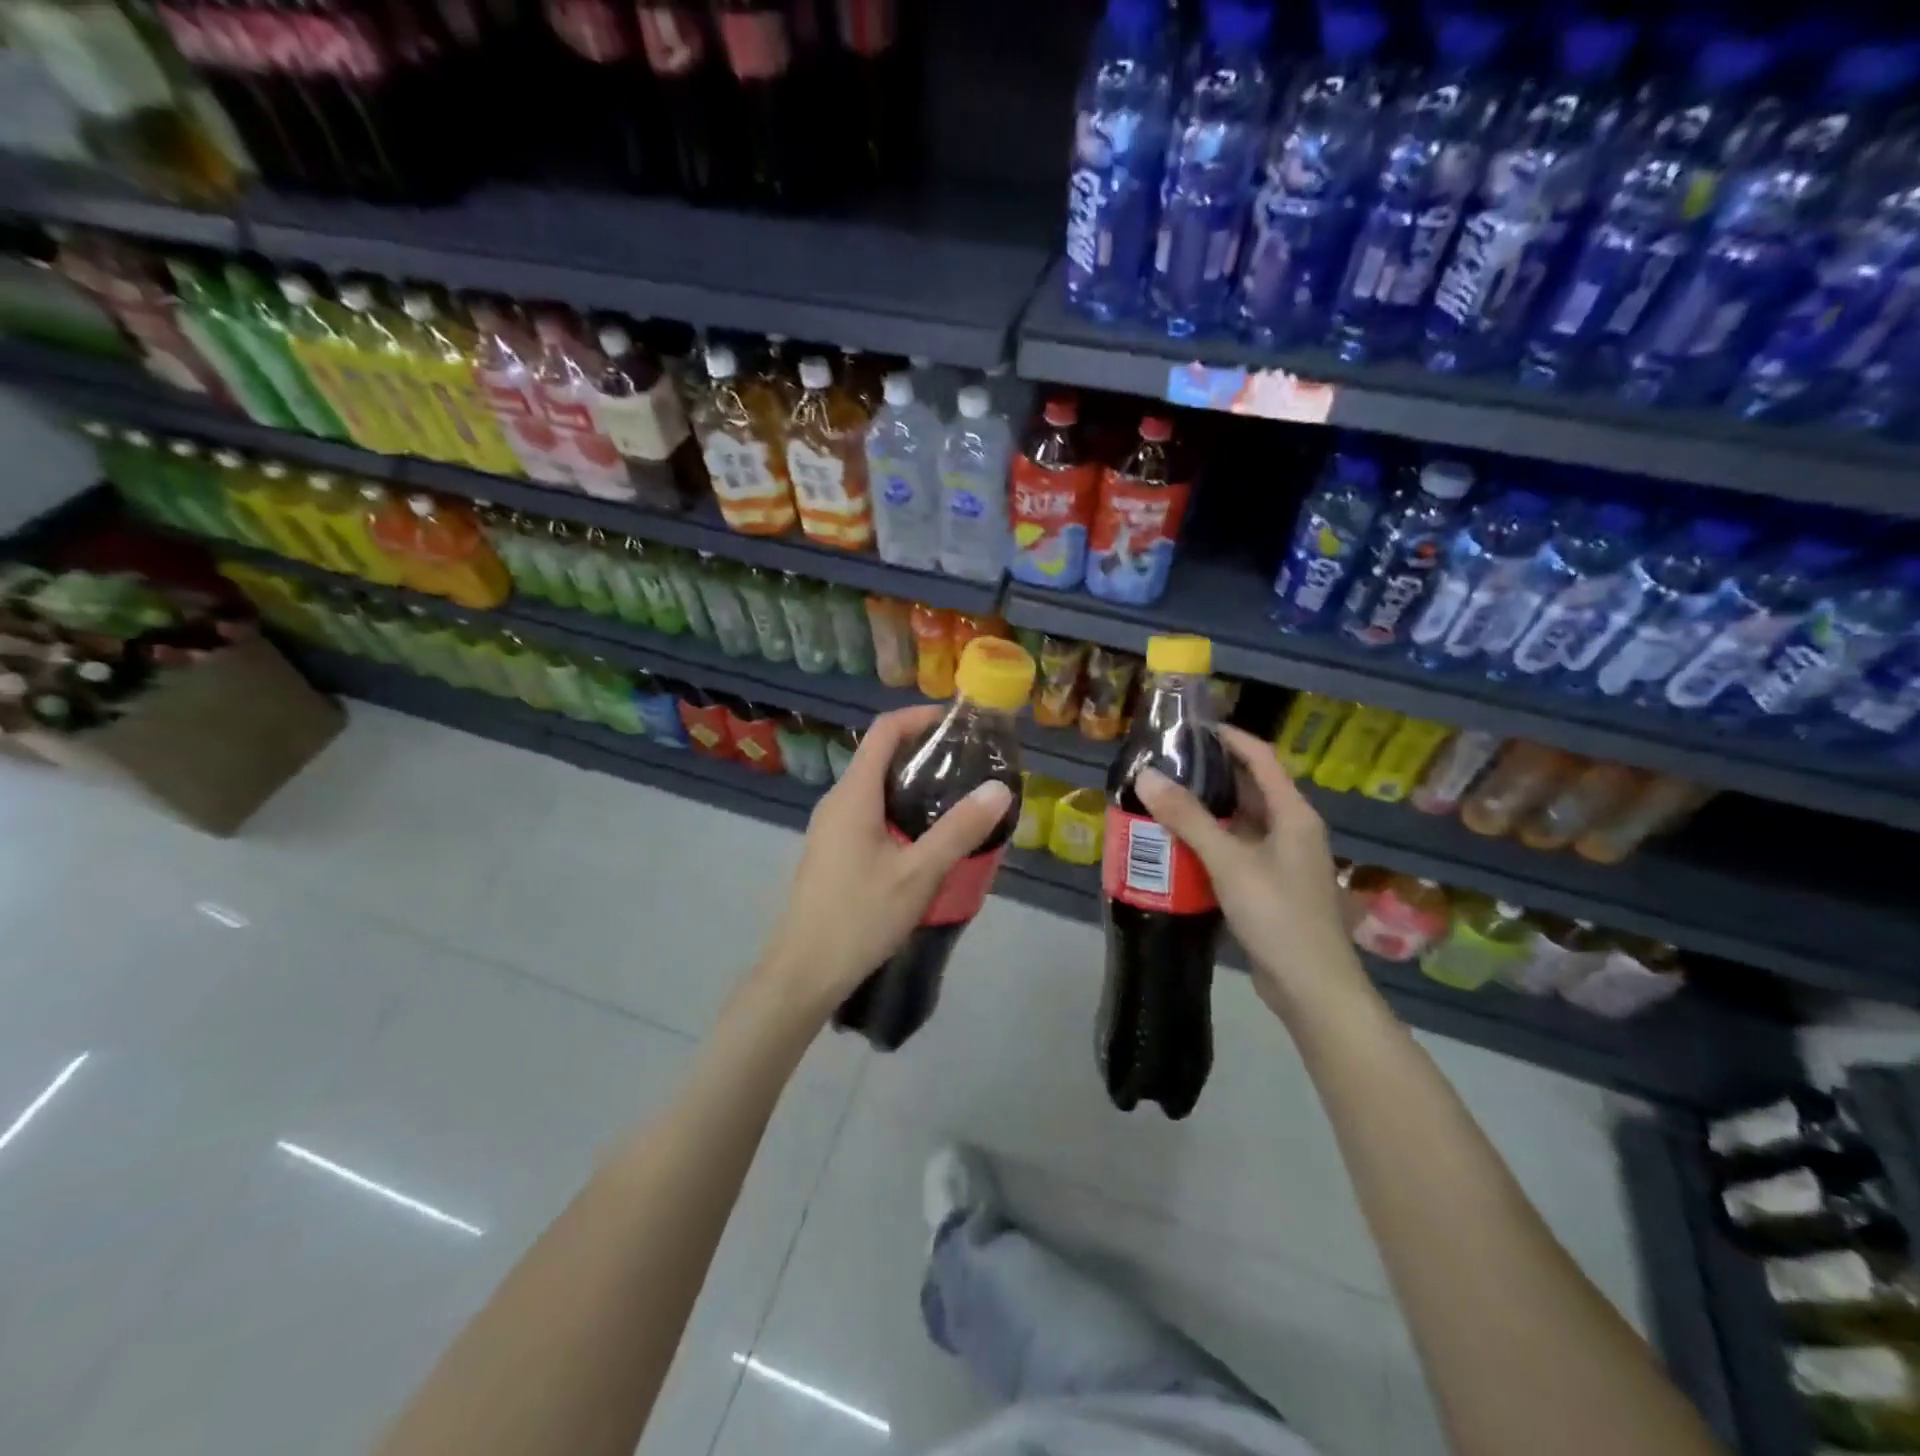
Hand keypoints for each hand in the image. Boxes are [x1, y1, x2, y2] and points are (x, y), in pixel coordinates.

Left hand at [754, 705, 1012, 1021]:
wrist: (804, 971)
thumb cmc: (859, 917)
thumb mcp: (918, 874)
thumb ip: (959, 830)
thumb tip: (999, 788)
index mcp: (853, 795)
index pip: (884, 731)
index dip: (919, 717)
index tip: (958, 724)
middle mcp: (837, 801)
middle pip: (879, 755)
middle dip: (923, 750)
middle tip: (968, 763)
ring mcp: (830, 827)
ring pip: (874, 787)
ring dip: (912, 782)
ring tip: (955, 796)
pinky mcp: (832, 851)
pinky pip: (868, 812)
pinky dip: (899, 807)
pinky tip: (925, 836)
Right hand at [1134, 724, 1364, 1016]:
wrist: (1312, 988)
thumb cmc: (1278, 916)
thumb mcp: (1230, 863)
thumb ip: (1189, 819)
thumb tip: (1147, 776)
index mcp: (1293, 814)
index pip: (1261, 758)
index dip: (1230, 737)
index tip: (1191, 727)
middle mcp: (1291, 830)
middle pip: (1250, 787)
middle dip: (1211, 773)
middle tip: (1166, 764)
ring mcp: (1282, 860)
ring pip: (1241, 821)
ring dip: (1207, 809)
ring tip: (1163, 798)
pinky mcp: (1269, 886)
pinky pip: (1236, 849)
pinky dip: (1209, 841)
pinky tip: (1177, 844)